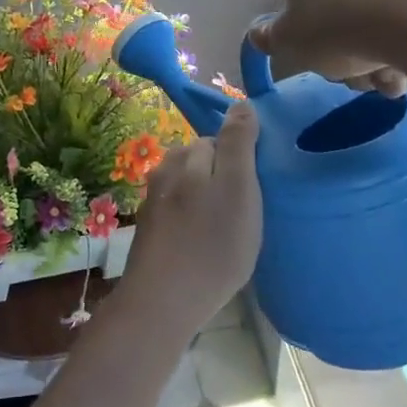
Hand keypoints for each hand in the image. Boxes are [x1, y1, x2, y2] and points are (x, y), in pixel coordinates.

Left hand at [118, 102, 262, 335]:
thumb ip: (238, 144)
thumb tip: (242, 104)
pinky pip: (178, 215)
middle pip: (201, 163)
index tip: (256, 188)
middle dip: (222, 178)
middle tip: (245, 211)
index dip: (241, 160)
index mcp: (186, 157)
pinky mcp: (149, 232)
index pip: (218, 140)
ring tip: (227, 232)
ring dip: (207, 202)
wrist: (162, 302)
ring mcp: (153, 203)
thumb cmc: (212, 244)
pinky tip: (203, 247)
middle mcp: (164, 172)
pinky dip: (193, 224)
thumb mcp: (238, 188)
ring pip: (188, 189)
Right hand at [247, 0, 406, 95]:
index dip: (298, 26)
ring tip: (381, 80)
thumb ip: (269, 38)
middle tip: (347, 74)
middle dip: (340, 51)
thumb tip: (258, 34)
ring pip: (368, 21)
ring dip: (371, 59)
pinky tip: (405, 72)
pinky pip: (401, 22)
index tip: (310, 52)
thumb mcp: (287, 41)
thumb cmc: (335, 26)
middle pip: (333, 10)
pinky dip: (400, 49)